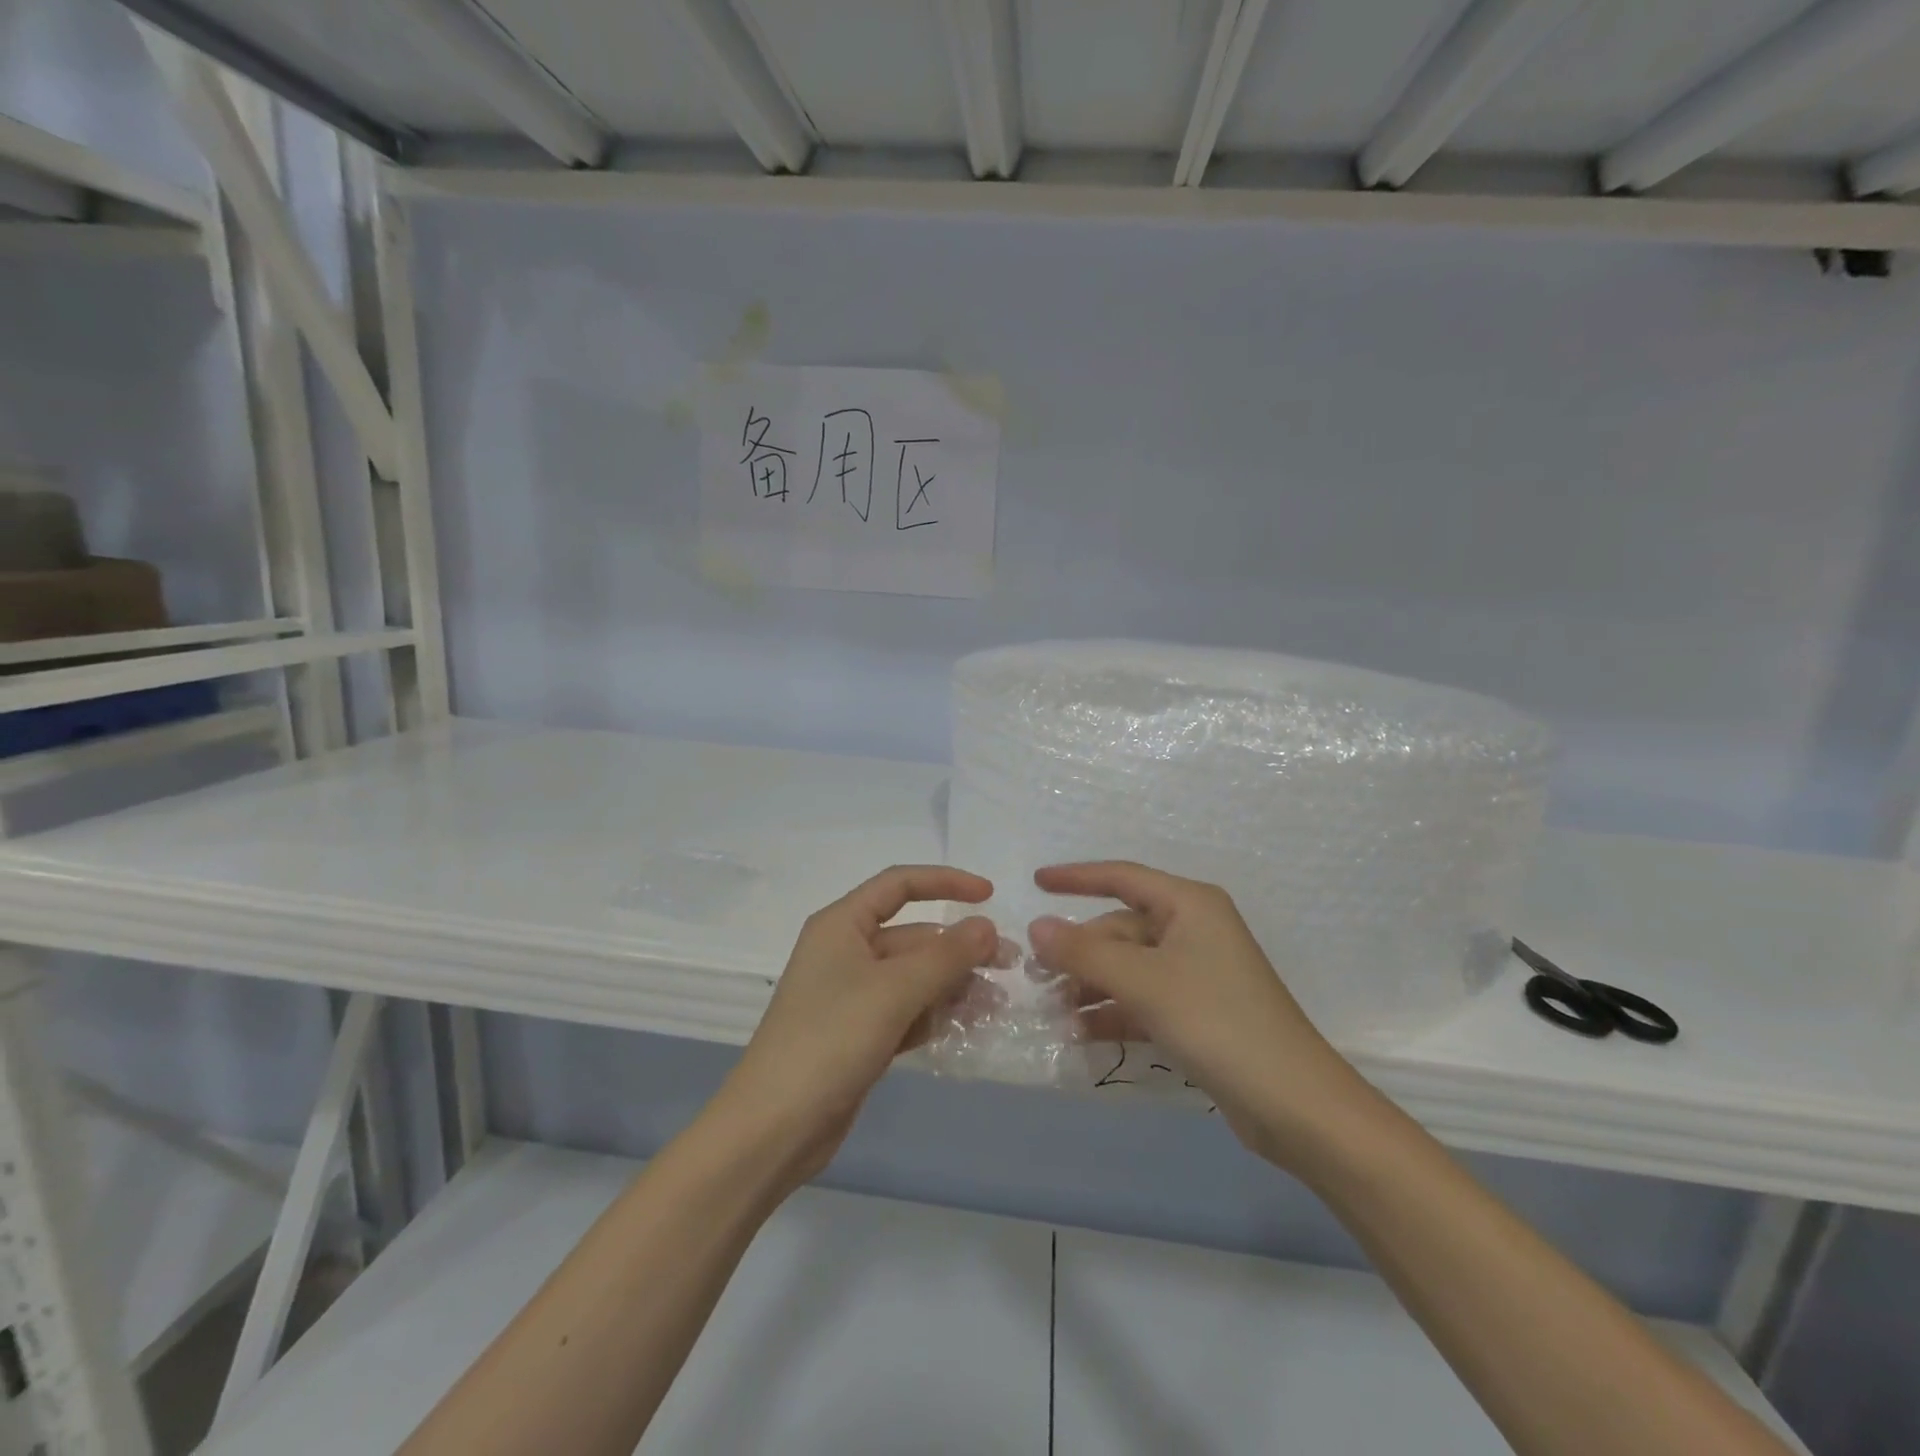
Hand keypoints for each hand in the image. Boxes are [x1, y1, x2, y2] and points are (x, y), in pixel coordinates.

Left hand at [714, 865, 996, 1189]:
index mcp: (841, 925)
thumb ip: (945, 956)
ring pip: (914, 977)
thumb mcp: (893, 991)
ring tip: (997, 1004)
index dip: (945, 882)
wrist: (773, 1129)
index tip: (989, 895)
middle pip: (913, 936)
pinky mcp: (859, 1034)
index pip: (899, 885)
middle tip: (1008, 965)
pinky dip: (936, 1014)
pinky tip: (970, 1027)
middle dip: (959, 948)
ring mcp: (852, 996)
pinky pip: (907, 1011)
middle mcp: (846, 952)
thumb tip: (986, 925)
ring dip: (954, 985)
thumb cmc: (830, 1040)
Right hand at [1028, 862, 1370, 1169]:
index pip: (1122, 877)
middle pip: (1121, 930)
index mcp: (1189, 905)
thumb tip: (1036, 926)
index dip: (1076, 877)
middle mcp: (1193, 930)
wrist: (1294, 1105)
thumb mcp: (1144, 982)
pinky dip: (1113, 1013)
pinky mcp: (1198, 1012)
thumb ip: (1084, 952)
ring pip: (1128, 968)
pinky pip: (1143, 999)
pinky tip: (1081, 1036)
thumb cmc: (1217, 1022)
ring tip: (1054, 1015)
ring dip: (1090, 988)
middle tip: (1037, 981)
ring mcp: (1197, 973)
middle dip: (1079, 954)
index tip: (1036, 882)